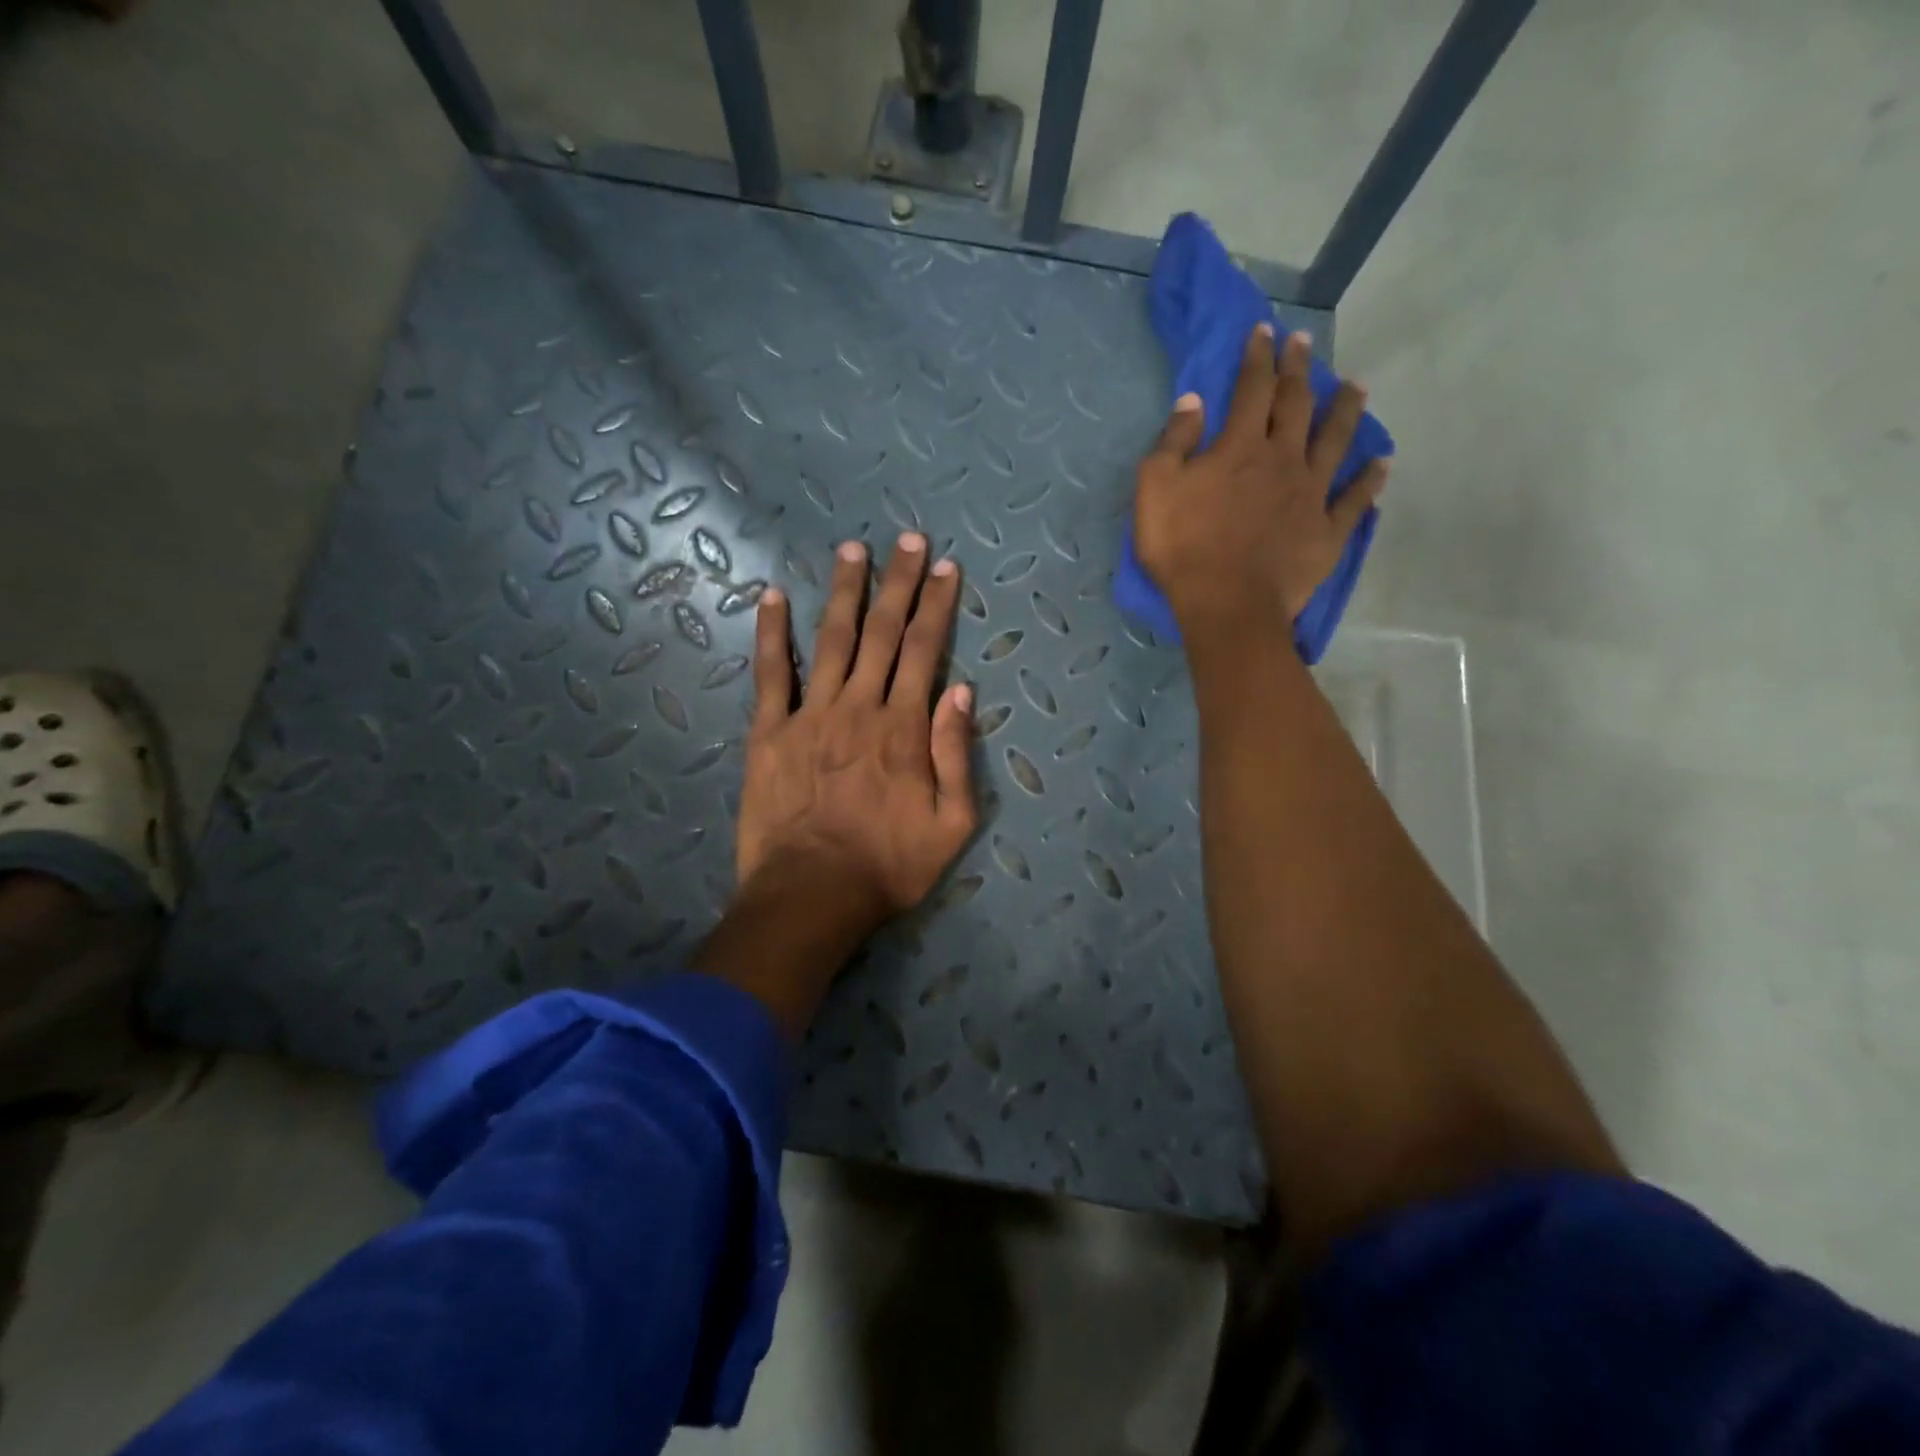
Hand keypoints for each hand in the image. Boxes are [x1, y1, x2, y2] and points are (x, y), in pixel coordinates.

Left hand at [737, 532, 976, 932]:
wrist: (811, 896)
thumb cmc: (888, 866)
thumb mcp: (952, 824)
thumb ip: (956, 755)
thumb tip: (961, 692)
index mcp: (904, 728)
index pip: (926, 651)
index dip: (937, 607)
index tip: (946, 569)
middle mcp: (859, 707)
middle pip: (883, 633)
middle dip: (899, 583)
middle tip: (909, 540)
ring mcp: (809, 715)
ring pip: (831, 640)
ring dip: (844, 593)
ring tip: (852, 550)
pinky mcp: (769, 732)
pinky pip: (769, 674)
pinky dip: (771, 633)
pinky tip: (773, 596)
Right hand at [1133, 324, 1385, 637]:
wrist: (1227, 604)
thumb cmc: (1183, 549)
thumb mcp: (1155, 490)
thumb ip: (1173, 442)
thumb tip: (1194, 402)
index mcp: (1240, 447)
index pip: (1253, 389)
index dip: (1258, 357)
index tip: (1264, 332)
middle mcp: (1283, 460)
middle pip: (1296, 405)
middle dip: (1299, 371)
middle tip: (1305, 344)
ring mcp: (1311, 495)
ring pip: (1335, 442)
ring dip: (1346, 412)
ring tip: (1357, 388)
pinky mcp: (1327, 531)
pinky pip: (1355, 500)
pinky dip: (1370, 480)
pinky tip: (1383, 464)